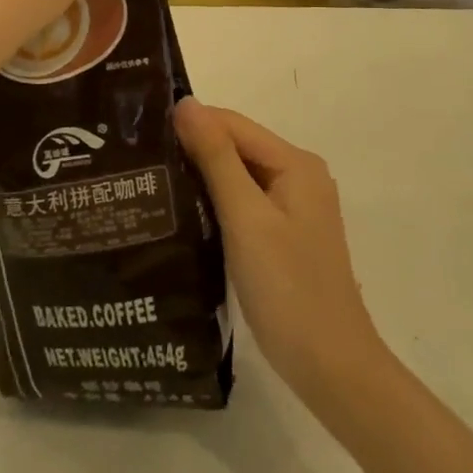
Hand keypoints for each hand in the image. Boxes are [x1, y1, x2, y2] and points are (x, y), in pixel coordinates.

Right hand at [174, 100, 387, 413]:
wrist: (331, 369)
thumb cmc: (287, 289)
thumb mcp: (246, 217)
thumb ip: (216, 157)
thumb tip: (186, 104)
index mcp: (296, 163)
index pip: (233, 124)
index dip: (191, 124)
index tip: (143, 134)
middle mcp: (299, 175)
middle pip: (237, 147)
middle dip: (194, 149)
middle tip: (141, 160)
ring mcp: (295, 207)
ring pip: (239, 175)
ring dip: (202, 176)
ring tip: (153, 182)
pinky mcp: (285, 234)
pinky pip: (245, 202)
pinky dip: (217, 202)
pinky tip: (185, 213)